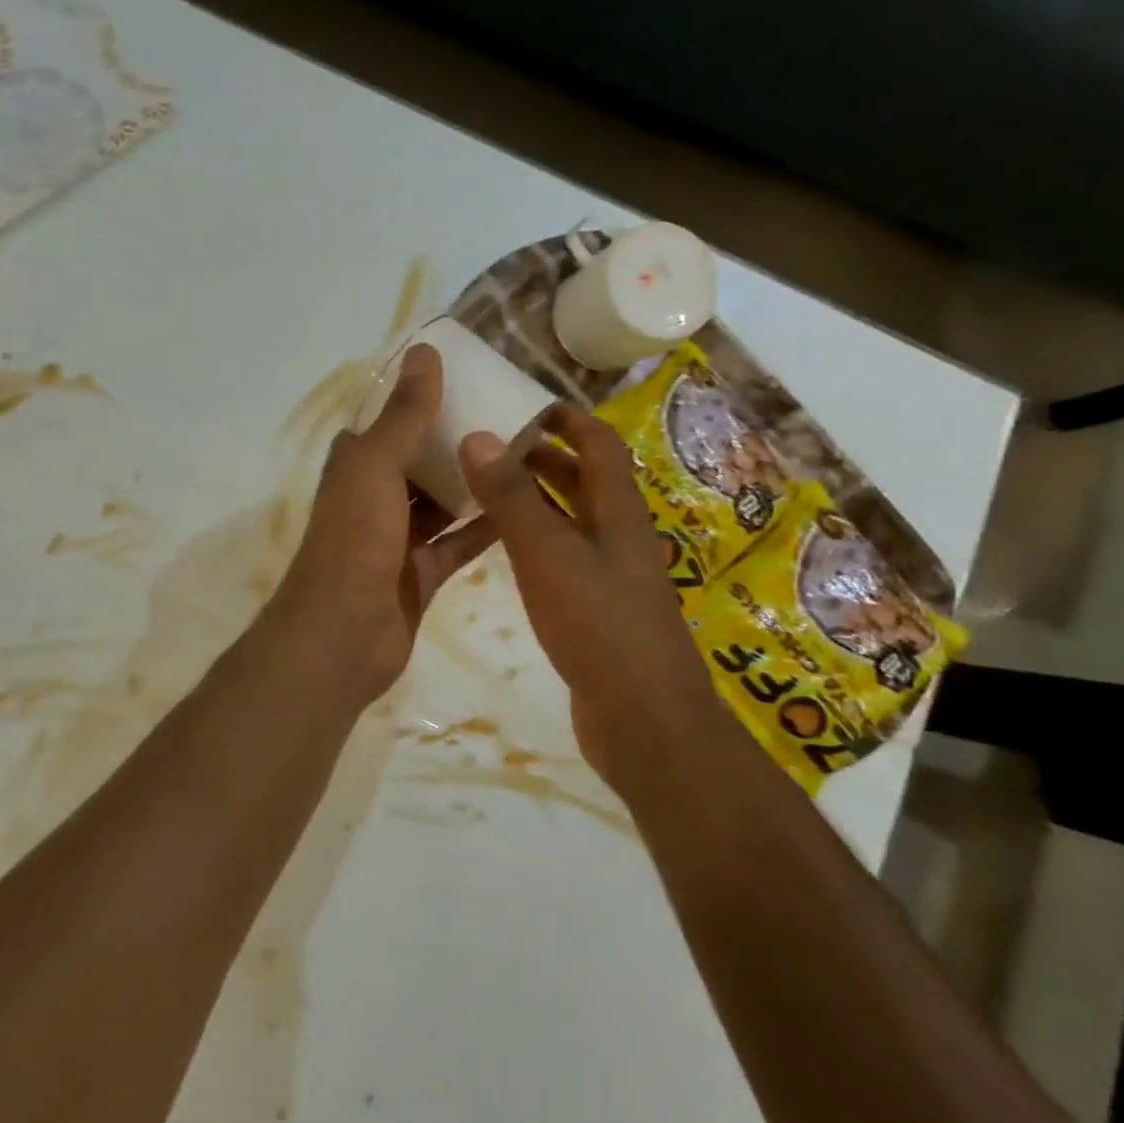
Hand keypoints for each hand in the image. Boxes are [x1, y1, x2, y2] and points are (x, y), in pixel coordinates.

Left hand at [267, 344, 496, 702]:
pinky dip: (484, 528)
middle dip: (454, 441)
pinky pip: (457, 544)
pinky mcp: (420, 575)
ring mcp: (397, 540)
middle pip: (418, 461)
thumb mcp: (376, 467)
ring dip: (472, 483)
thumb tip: (425, 352)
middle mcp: (373, 499)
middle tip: (510, 415)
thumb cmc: (354, 540)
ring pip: (440, 503)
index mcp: (355, 467)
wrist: (343, 634)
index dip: (419, 400)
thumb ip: (404, 415)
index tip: (466, 379)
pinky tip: (524, 508)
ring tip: (525, 453)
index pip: (387, 422)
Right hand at [458, 407, 730, 780]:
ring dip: (538, 498)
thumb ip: (513, 499)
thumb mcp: (548, 555)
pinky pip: (564, 558)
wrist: (644, 718)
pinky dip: (536, 540)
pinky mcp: (596, 610)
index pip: (599, 445)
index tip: (526, 403)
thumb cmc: (599, 626)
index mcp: (617, 513)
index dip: (568, 419)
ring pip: (573, 520)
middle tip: (493, 444)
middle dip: (545, 456)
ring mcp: (610, 575)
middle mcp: (618, 536)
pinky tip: (505, 551)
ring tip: (488, 488)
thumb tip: (479, 436)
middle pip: (586, 480)